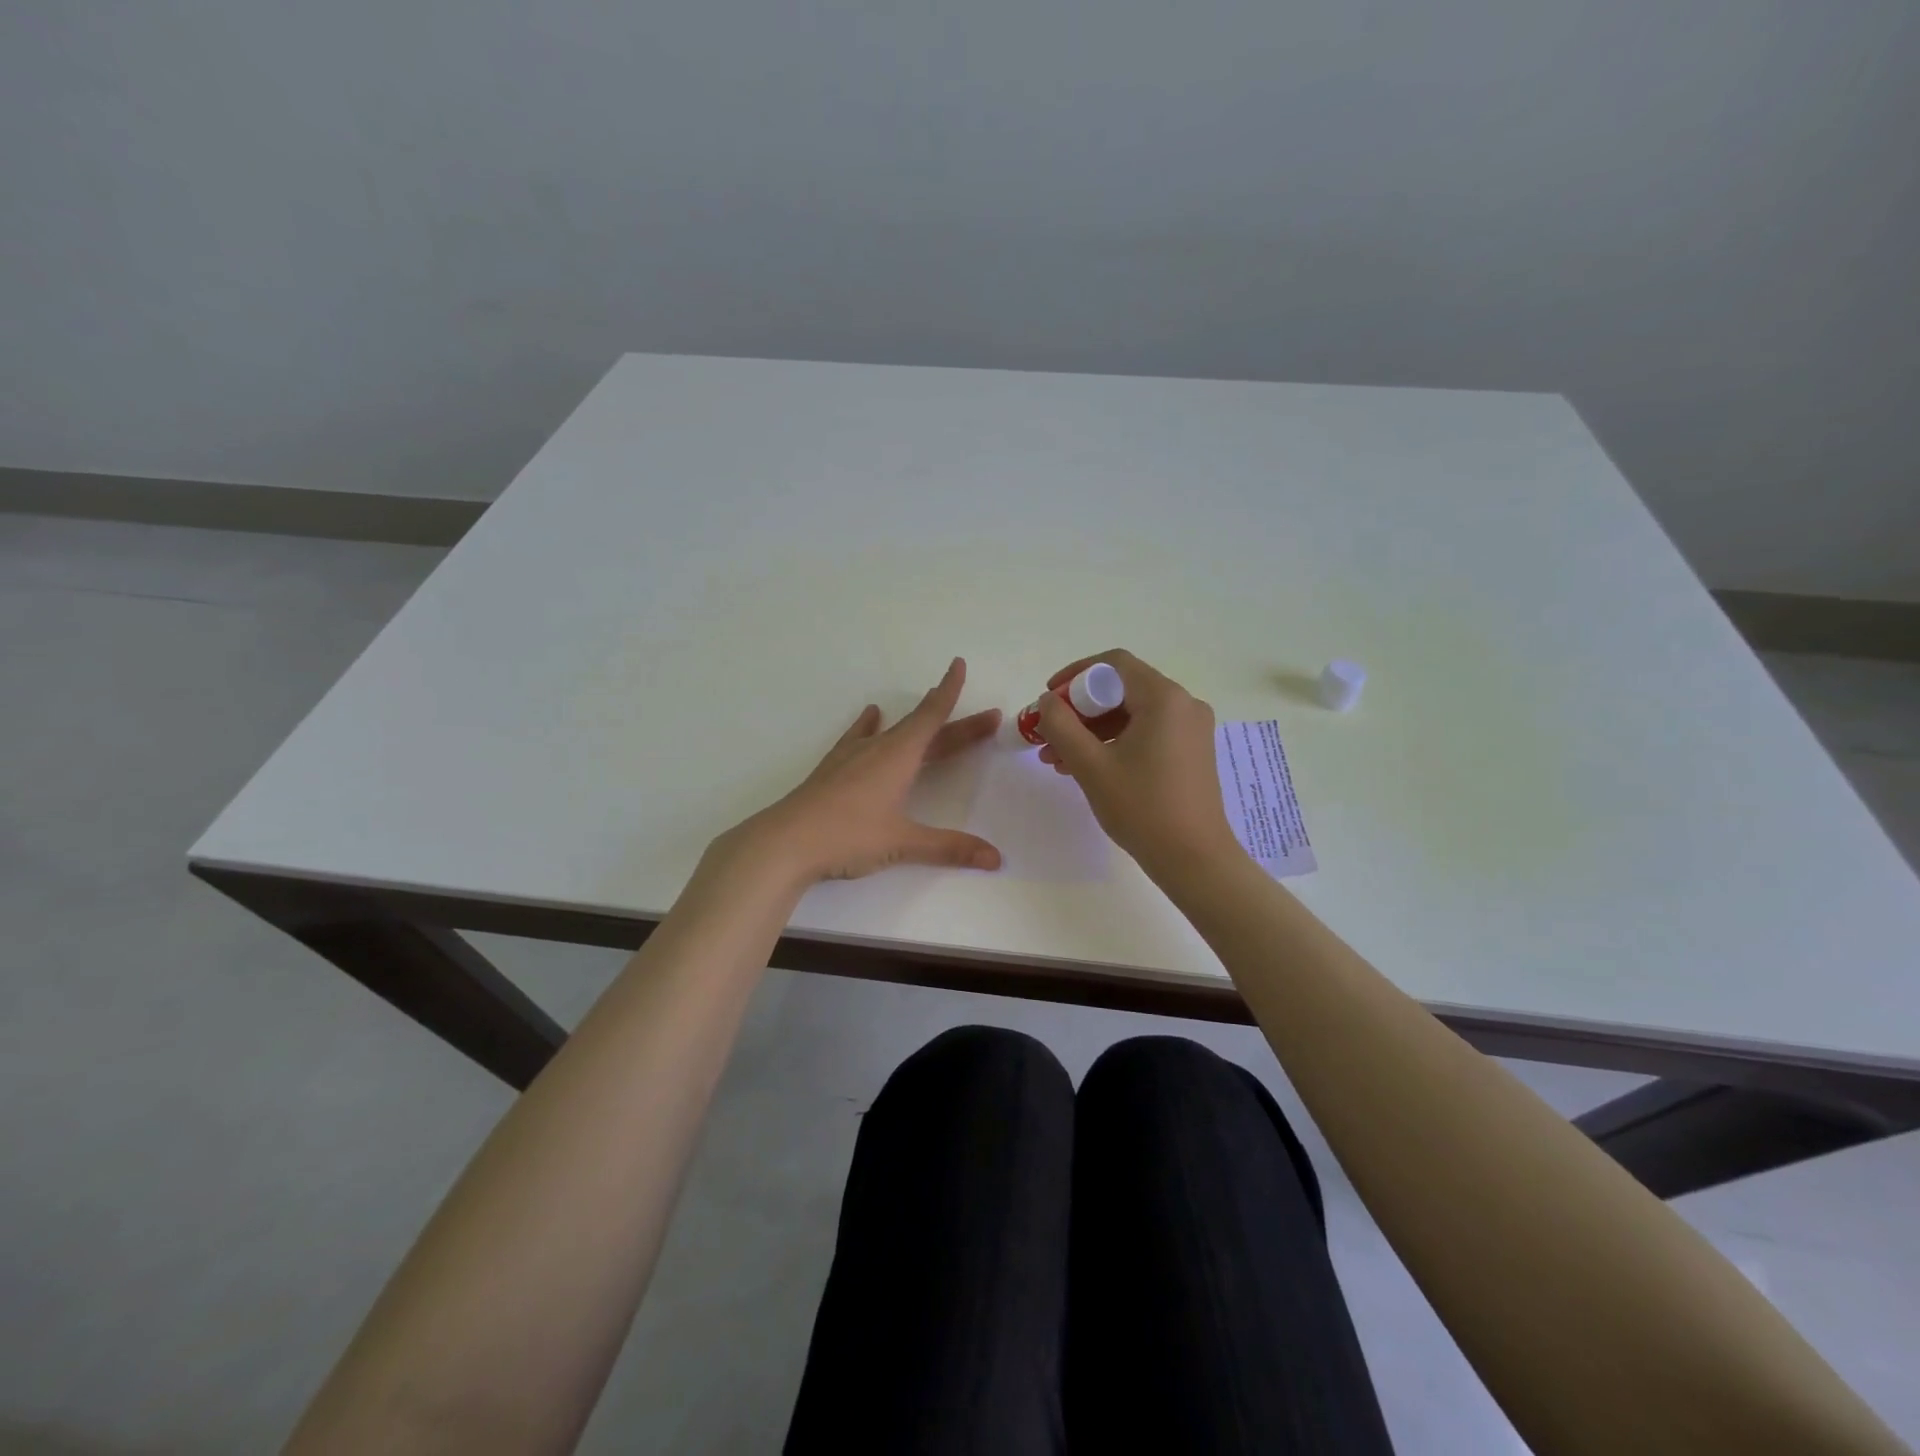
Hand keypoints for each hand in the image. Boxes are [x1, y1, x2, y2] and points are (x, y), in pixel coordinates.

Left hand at [723, 657, 1003, 884]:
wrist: (786, 841)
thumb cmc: (848, 835)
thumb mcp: (902, 842)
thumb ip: (950, 847)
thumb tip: (996, 858)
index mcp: (899, 756)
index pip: (932, 716)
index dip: (949, 691)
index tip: (959, 664)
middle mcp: (878, 748)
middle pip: (924, 729)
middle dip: (957, 724)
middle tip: (987, 719)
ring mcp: (853, 756)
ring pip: (894, 732)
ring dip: (917, 723)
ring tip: (928, 704)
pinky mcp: (834, 768)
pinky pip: (859, 737)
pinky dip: (870, 725)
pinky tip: (870, 716)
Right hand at [1035, 650, 1239, 875]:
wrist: (1194, 859)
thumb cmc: (1142, 807)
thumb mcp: (1091, 765)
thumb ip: (1061, 725)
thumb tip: (1048, 702)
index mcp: (1164, 698)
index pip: (1113, 664)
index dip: (1074, 675)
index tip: (1048, 698)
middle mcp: (1183, 704)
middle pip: (1121, 689)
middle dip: (1079, 710)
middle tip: (1048, 734)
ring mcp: (1190, 729)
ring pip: (1131, 714)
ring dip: (1092, 730)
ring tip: (1056, 758)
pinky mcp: (1190, 751)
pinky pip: (1146, 732)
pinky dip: (1114, 742)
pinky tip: (1086, 767)